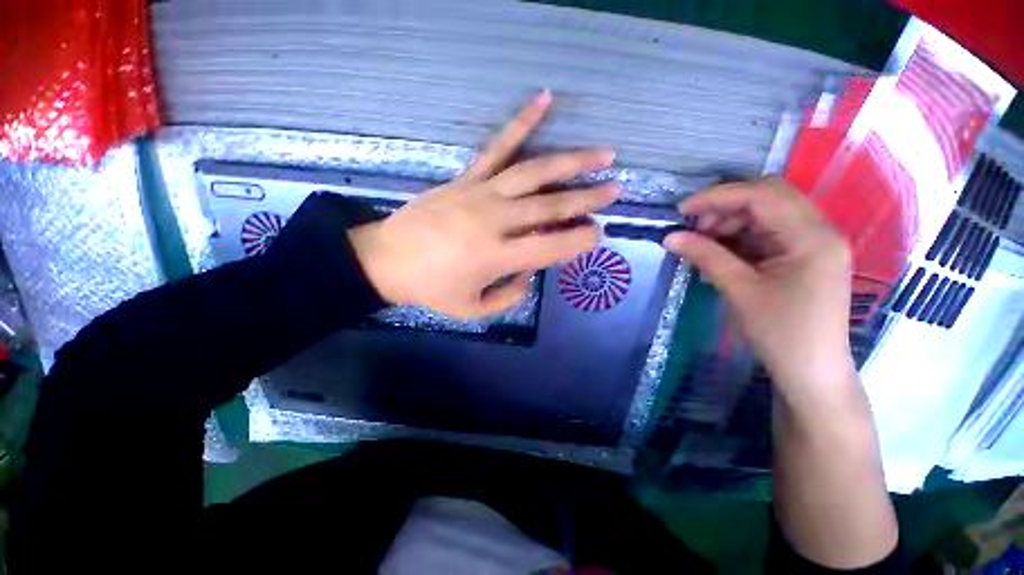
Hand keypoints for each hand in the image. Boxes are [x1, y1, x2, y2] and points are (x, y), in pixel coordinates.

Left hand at [349, 91, 620, 318]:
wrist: (385, 259)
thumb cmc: (430, 289)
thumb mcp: (472, 309)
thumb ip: (509, 296)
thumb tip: (529, 273)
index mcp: (498, 256)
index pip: (553, 246)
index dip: (580, 240)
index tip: (596, 234)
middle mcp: (495, 220)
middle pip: (551, 205)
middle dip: (589, 197)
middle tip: (616, 189)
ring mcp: (481, 193)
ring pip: (535, 172)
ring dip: (573, 161)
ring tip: (604, 152)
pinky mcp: (467, 178)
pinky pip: (498, 146)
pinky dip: (522, 122)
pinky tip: (545, 99)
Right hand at [662, 178, 855, 402]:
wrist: (812, 373)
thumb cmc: (781, 334)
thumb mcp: (739, 291)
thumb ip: (705, 256)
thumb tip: (669, 237)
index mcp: (812, 237)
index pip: (762, 196)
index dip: (718, 197)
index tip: (681, 211)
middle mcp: (819, 230)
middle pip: (769, 197)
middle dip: (726, 206)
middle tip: (694, 227)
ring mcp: (814, 243)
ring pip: (768, 213)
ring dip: (732, 220)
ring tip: (704, 241)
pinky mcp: (805, 256)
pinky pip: (770, 232)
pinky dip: (742, 236)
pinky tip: (721, 251)